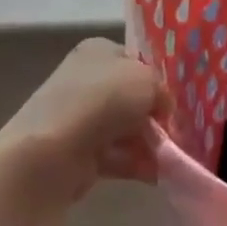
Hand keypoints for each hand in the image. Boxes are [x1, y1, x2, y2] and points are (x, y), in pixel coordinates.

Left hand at [0, 38, 169, 202]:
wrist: (50, 153)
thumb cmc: (102, 100)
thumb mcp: (146, 80)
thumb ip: (161, 90)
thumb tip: (163, 107)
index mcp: (98, 50)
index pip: (134, 60)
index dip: (156, 78)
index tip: (173, 99)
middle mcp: (86, 79)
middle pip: (131, 96)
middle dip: (154, 114)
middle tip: (176, 130)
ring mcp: (80, 117)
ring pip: (125, 127)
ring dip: (149, 142)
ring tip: (172, 157)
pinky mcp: (78, 153)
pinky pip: (116, 155)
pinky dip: (136, 163)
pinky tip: (159, 175)